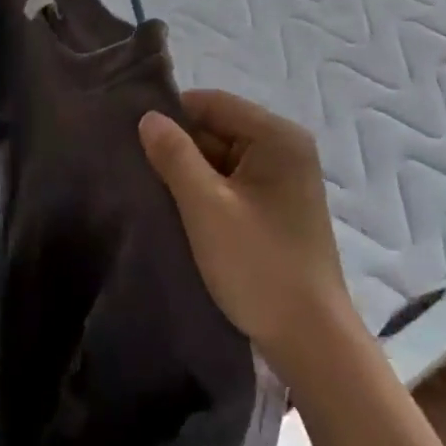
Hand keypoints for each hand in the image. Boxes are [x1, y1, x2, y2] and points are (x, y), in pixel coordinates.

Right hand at [140, 90, 358, 378]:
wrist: (312, 343)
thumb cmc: (259, 266)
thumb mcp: (206, 207)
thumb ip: (174, 155)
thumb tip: (148, 117)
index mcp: (277, 136)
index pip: (212, 103)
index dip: (172, 116)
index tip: (134, 138)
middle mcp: (285, 148)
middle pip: (218, 128)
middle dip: (180, 147)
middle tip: (139, 169)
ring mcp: (284, 179)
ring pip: (222, 157)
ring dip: (191, 173)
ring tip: (154, 191)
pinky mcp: (278, 207)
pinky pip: (233, 182)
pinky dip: (208, 192)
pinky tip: (181, 211)